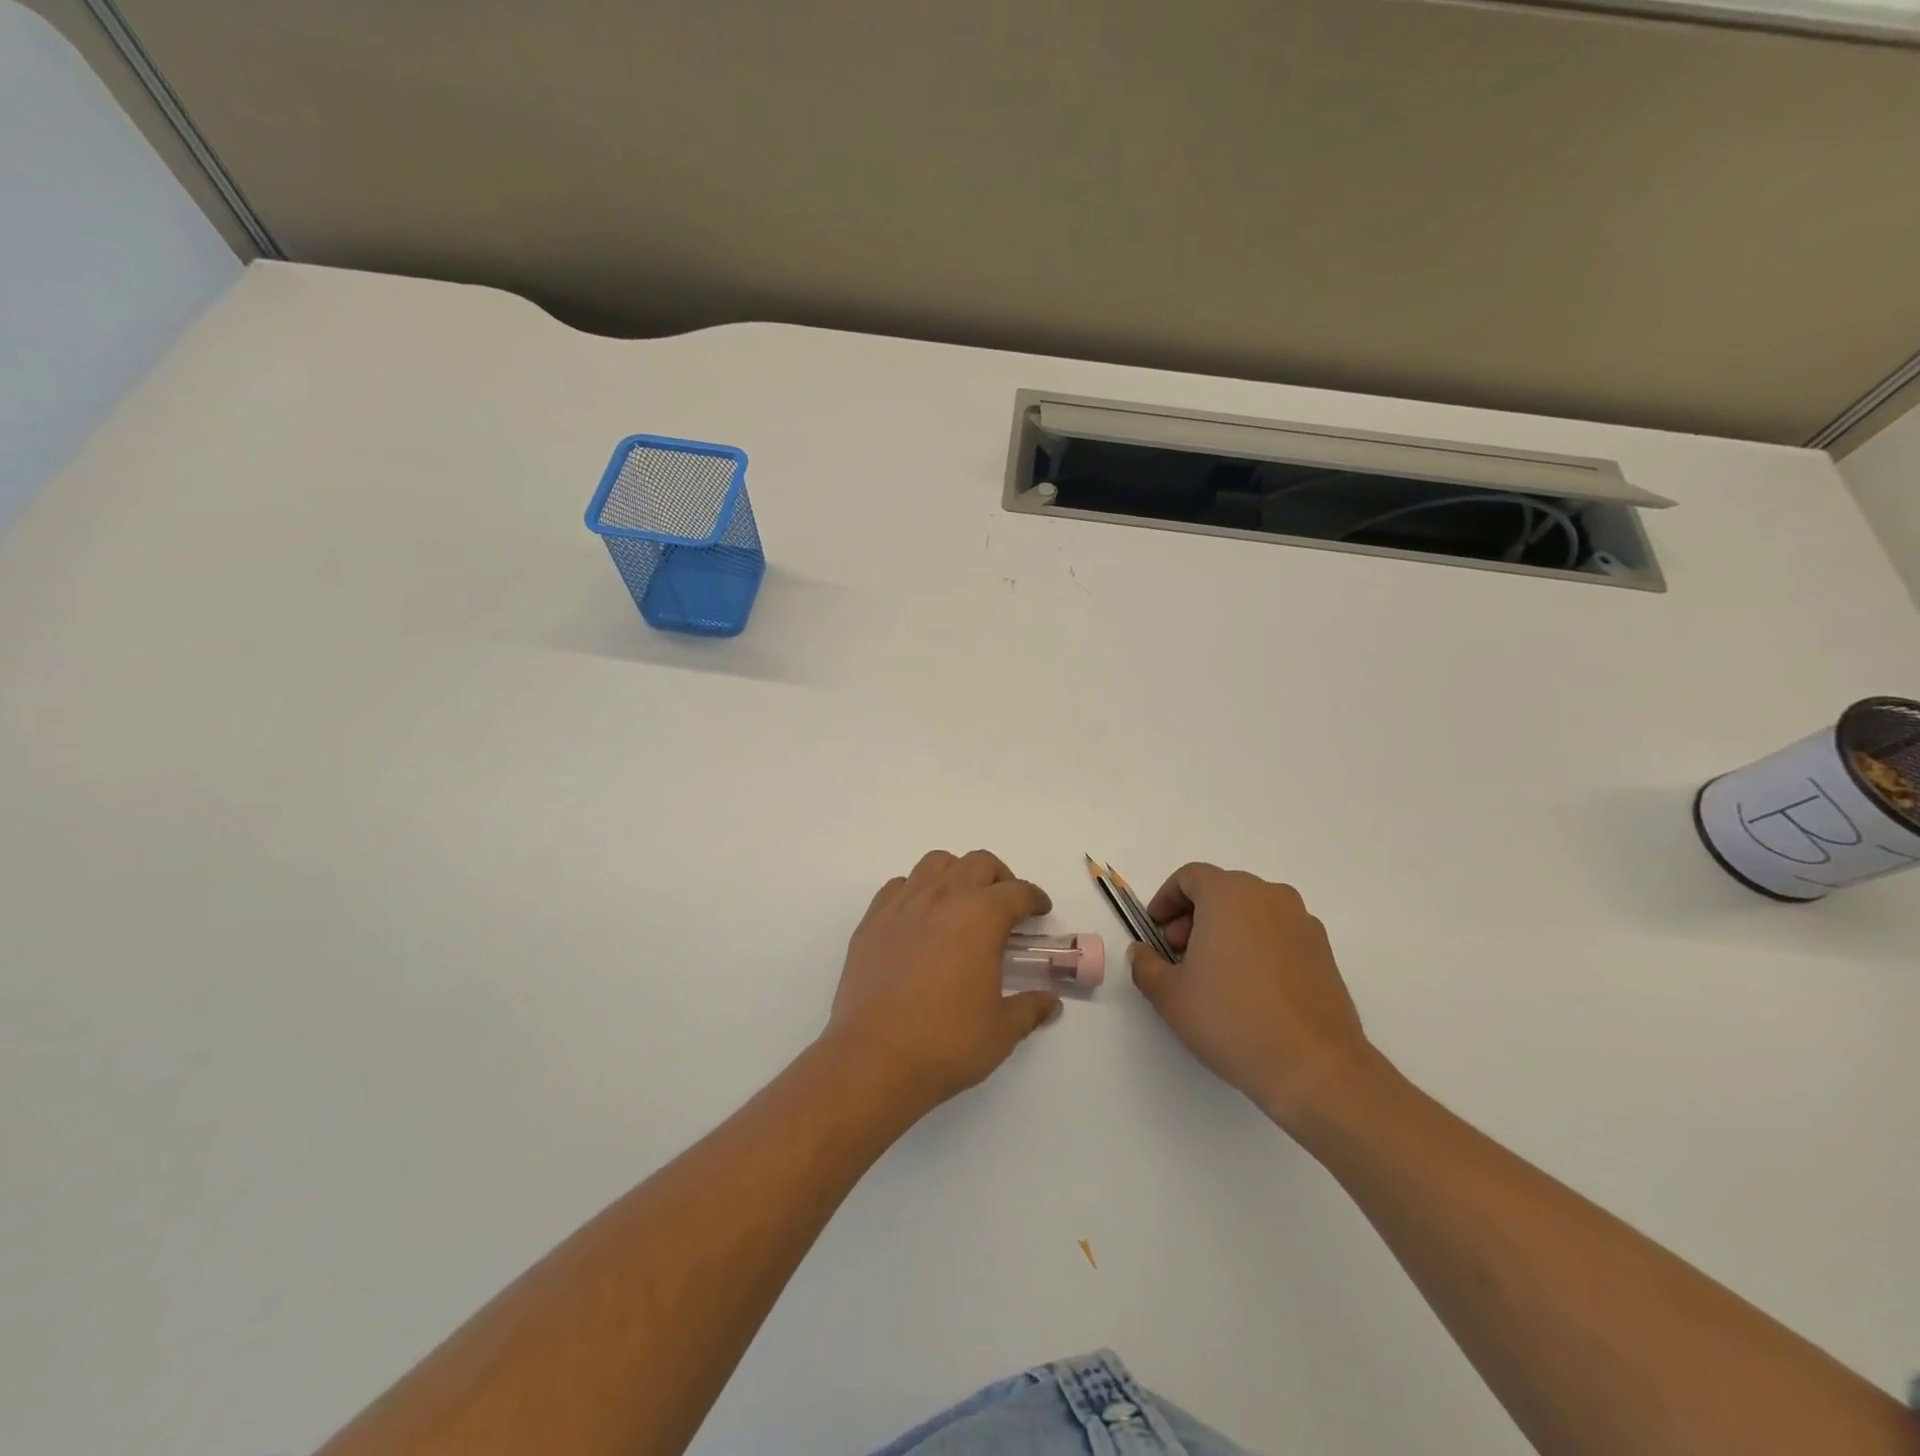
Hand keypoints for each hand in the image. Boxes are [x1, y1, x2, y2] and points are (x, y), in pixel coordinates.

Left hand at [824, 850, 1059, 1115]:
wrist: (875, 1059)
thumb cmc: (947, 1043)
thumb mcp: (1001, 1031)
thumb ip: (1030, 1008)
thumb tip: (1051, 1003)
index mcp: (981, 917)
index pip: (1017, 892)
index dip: (1034, 898)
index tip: (1040, 911)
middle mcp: (943, 898)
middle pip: (978, 863)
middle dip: (999, 877)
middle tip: (1005, 905)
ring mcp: (903, 906)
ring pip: (935, 863)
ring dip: (956, 874)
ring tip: (961, 903)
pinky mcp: (872, 921)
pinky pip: (899, 886)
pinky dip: (916, 891)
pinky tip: (920, 918)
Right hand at [1129, 863, 1377, 1130]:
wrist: (1315, 1067)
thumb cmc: (1232, 1020)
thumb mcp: (1170, 996)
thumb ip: (1146, 965)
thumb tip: (1142, 952)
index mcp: (1229, 895)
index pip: (1190, 877)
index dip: (1166, 900)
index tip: (1155, 932)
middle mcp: (1269, 896)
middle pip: (1221, 890)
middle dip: (1193, 916)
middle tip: (1178, 955)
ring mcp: (1302, 922)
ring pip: (1252, 910)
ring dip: (1225, 929)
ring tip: (1213, 974)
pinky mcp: (1323, 951)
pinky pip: (1278, 932)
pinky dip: (1256, 944)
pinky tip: (1249, 987)